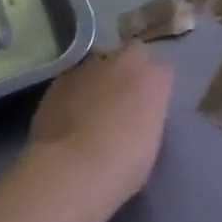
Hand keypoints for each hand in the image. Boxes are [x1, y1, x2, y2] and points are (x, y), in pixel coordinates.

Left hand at [27, 42, 172, 207]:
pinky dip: (74, 91)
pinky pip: (73, 79)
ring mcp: (89, 67)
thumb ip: (146, 116)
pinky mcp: (59, 79)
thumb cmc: (124, 164)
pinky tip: (69, 114)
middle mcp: (123, 63)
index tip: (149, 104)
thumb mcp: (150, 140)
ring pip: (99, 64)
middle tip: (122, 97)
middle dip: (129, 68)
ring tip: (91, 107)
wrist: (74, 168)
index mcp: (153, 80)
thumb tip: (135, 114)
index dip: (154, 87)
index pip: (162, 72)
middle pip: (131, 53)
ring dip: (99, 79)